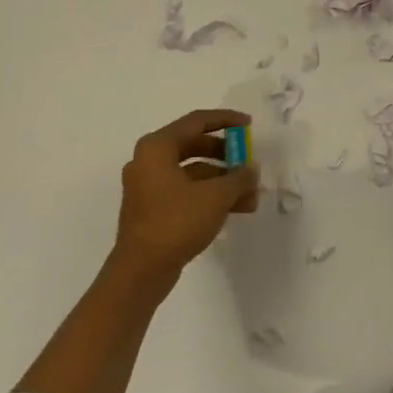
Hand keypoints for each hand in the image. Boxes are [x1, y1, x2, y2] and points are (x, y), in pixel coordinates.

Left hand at [112, 109, 258, 283]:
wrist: (140, 272)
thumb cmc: (176, 222)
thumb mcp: (216, 197)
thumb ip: (239, 177)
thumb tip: (251, 169)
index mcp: (157, 147)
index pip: (197, 121)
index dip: (226, 120)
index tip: (249, 125)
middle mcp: (148, 160)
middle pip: (194, 146)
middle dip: (227, 156)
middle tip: (249, 163)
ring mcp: (148, 186)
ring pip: (192, 172)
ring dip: (222, 180)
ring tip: (251, 196)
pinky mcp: (151, 209)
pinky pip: (185, 191)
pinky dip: (208, 195)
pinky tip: (234, 209)